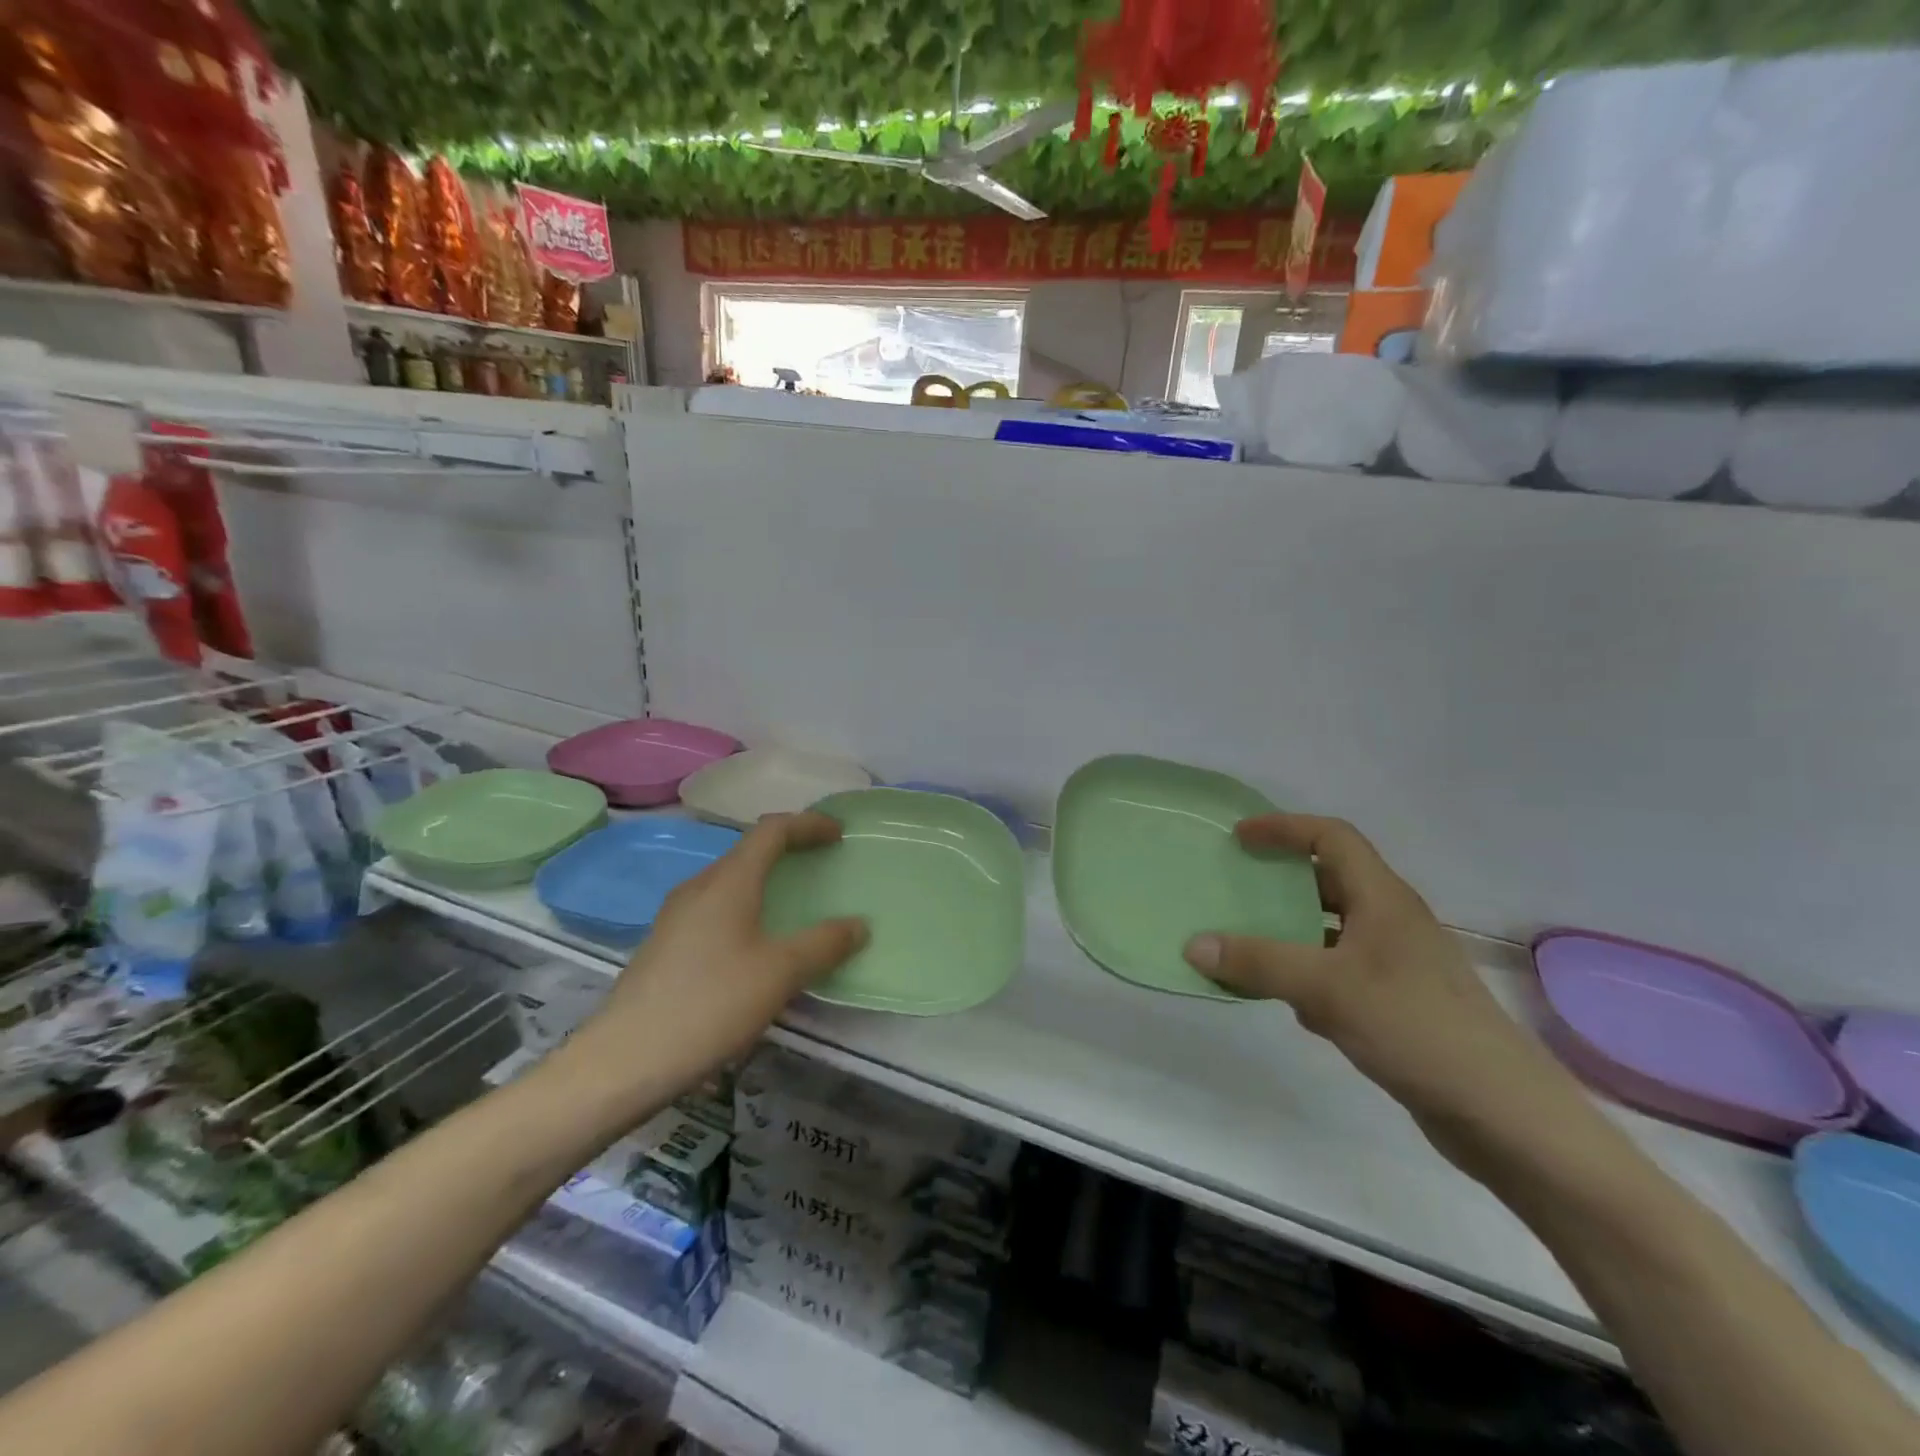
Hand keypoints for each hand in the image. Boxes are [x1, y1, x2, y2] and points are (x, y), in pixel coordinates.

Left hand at [568, 812, 866, 1101]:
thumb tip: (859, 925)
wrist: (624, 1060)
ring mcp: (676, 916)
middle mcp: (699, 887)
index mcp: (728, 881)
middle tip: (820, 864)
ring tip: (791, 903)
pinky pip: (715, 909)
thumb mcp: (780, 973)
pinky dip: (745, 908)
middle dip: (787, 850)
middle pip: (748, 851)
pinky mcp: (665, 945)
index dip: (808, 825)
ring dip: (764, 880)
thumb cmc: (710, 1004)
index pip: (772, 830)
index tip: (838, 835)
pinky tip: (754, 947)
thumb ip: (824, 944)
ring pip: (729, 881)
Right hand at [1183, 814, 1587, 1179]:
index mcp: (1383, 899)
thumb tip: (1193, 943)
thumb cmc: (1415, 1027)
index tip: (1239, 838)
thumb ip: (1259, 962)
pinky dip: (1308, 975)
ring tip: (1247, 943)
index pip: (1332, 838)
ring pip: (1332, 930)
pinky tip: (1289, 1005)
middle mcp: (1392, 922)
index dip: (1284, 828)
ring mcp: (1398, 965)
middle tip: (1235, 887)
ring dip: (1290, 931)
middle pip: (1330, 881)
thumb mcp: (1326, 988)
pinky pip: (1339, 971)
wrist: (1502, 1114)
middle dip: (1282, 880)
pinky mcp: (1398, 1004)